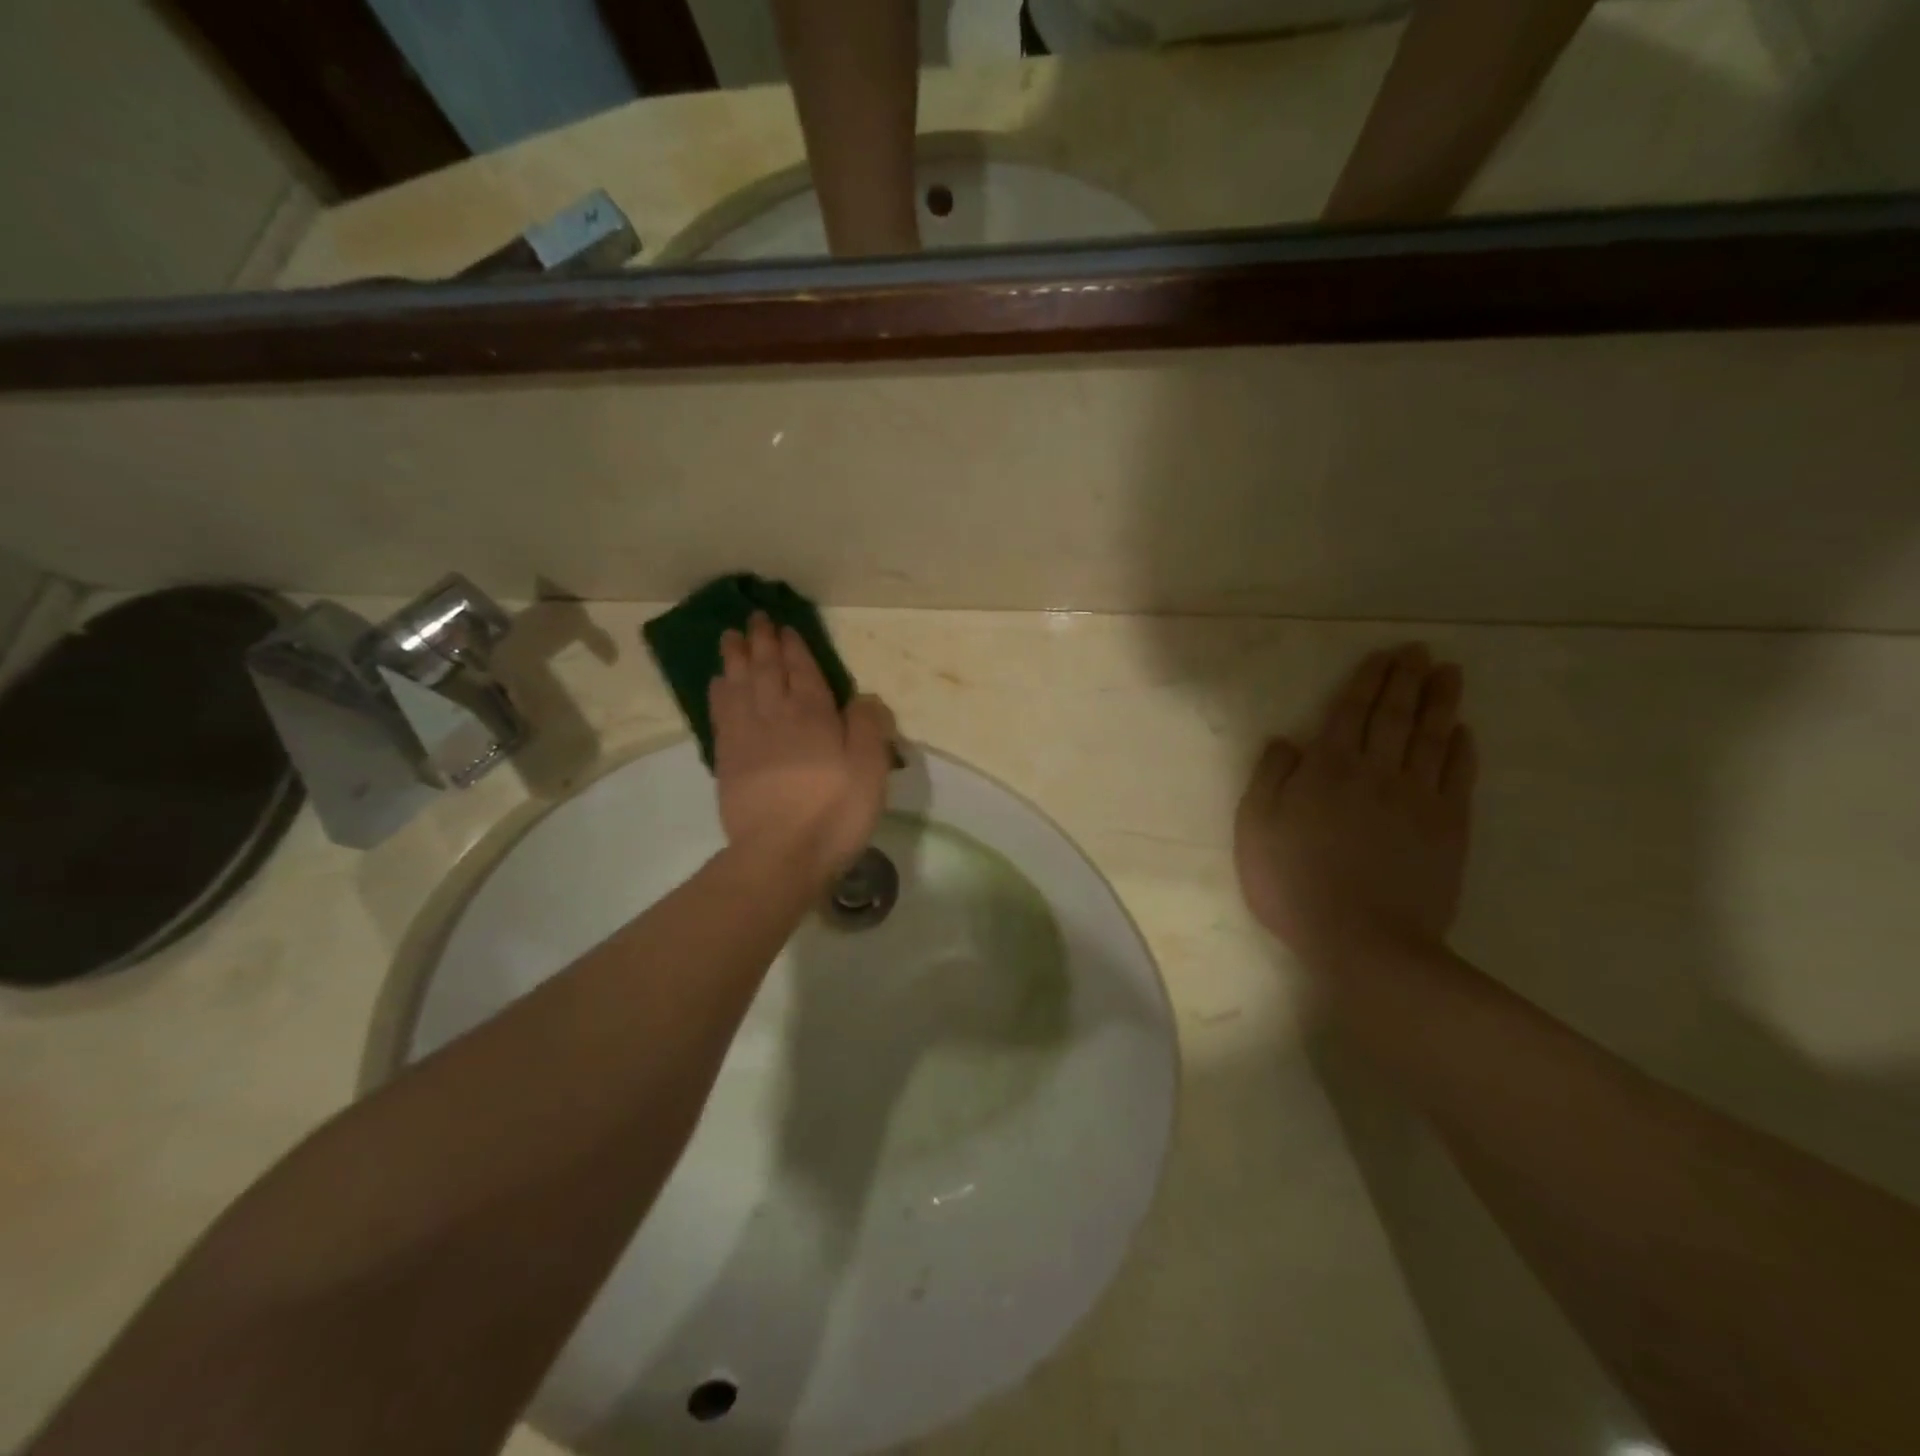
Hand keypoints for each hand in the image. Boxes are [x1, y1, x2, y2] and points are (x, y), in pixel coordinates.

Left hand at [710, 613, 895, 887]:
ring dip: (735, 659)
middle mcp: (776, 716)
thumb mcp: (870, 769)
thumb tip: (863, 697)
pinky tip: (718, 684)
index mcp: (813, 715)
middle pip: (766, 671)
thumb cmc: (834, 812)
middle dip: (761, 643)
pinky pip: (721, 715)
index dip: (794, 648)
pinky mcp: (728, 762)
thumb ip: (868, 727)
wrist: (780, 855)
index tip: (785, 628)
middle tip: (754, 619)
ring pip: (739, 686)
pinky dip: (719, 694)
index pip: (802, 671)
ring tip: (729, 638)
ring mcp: (747, 738)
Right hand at [1234, 644, 1476, 966]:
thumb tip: (1287, 740)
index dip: (1368, 680)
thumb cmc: (1295, 883)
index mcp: (1328, 769)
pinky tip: (1463, 732)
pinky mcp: (1448, 827)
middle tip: (1420, 651)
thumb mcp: (1256, 829)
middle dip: (1406, 679)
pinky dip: (1462, 749)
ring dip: (1440, 702)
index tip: (1384, 655)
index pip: (1351, 712)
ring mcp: (1418, 798)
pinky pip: (1458, 777)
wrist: (1364, 940)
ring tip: (1449, 674)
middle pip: (1395, 715)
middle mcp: (1377, 771)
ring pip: (1431, 737)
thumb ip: (1269, 778)